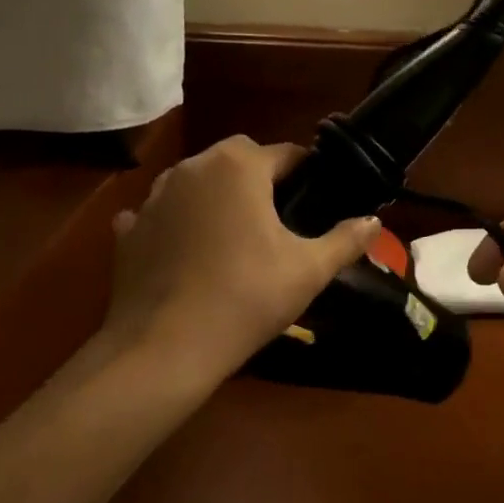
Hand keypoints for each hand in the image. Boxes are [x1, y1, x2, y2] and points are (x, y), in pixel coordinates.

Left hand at [100, 137, 379, 382]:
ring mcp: (154, 196)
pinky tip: (185, 252)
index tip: (317, 198)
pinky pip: (159, 213)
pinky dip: (174, 223)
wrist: (162, 349)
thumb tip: (374, 221)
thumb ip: (346, 240)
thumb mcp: (308, 270)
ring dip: (215, 196)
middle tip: (278, 218)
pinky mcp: (128, 229)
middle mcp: (194, 167)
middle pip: (237, 158)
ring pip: (197, 181)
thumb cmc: (245, 298)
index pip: (285, 154)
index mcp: (239, 166)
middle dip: (259, 178)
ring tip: (232, 235)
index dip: (306, 173)